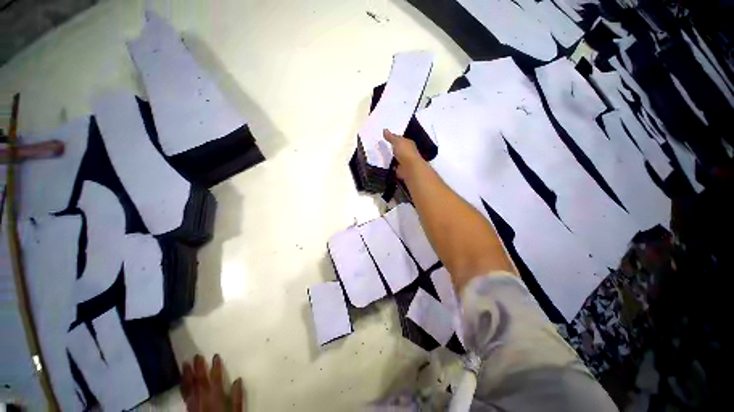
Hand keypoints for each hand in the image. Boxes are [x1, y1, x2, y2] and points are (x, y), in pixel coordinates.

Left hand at [181, 354, 243, 411]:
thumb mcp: (236, 411)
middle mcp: (203, 398)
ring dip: (187, 375)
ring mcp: (194, 404)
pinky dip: (183, 386)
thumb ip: (237, 397)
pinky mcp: (189, 409)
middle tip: (196, 355)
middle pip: (200, 381)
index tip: (215, 356)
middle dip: (198, 367)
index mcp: (216, 397)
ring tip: (185, 364)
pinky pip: (184, 394)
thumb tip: (238, 380)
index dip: (216, 366)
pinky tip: (182, 380)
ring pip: (189, 387)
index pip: (215, 378)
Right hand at [383, 129, 423, 179]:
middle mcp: (408, 152)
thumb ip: (390, 137)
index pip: (401, 139)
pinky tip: (387, 165)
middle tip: (384, 147)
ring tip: (384, 156)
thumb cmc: (405, 152)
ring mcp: (405, 161)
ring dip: (393, 158)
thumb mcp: (396, 141)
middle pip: (399, 149)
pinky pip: (395, 166)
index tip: (387, 138)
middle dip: (394, 148)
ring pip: (397, 158)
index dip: (394, 138)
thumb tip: (384, 130)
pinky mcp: (402, 169)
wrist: (409, 168)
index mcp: (408, 143)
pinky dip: (392, 166)